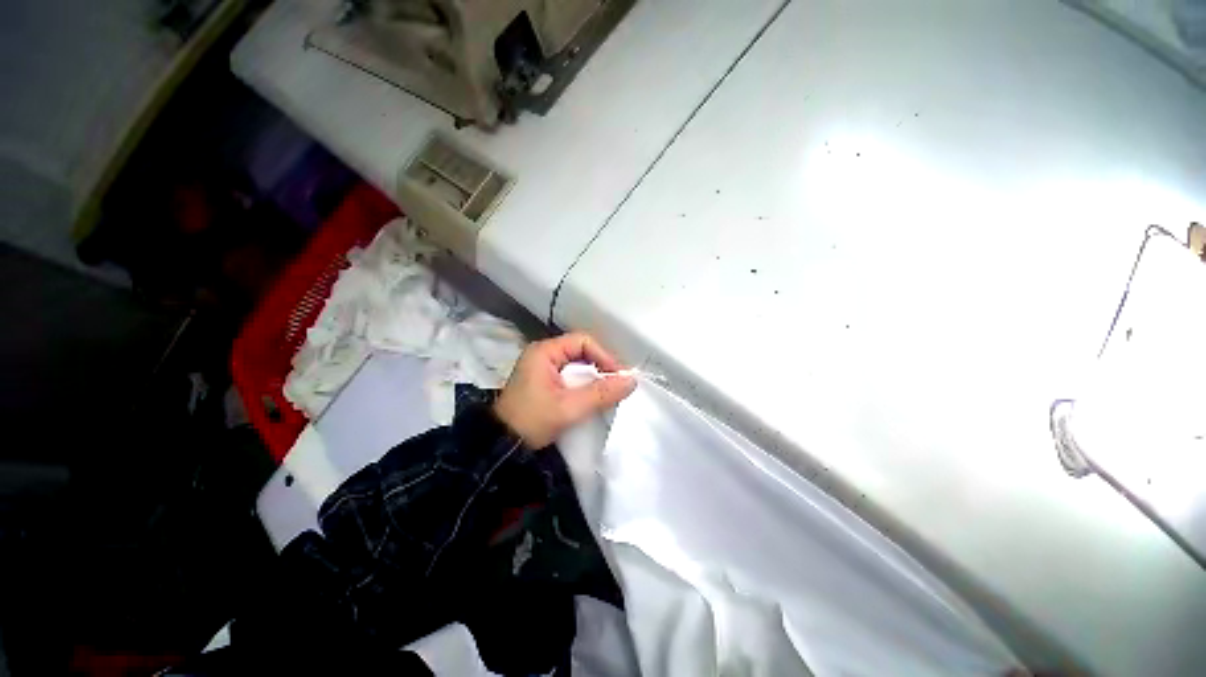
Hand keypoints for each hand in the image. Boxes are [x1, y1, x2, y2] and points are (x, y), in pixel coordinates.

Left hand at [493, 332, 636, 448]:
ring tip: (609, 391)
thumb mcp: (569, 407)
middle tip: (617, 383)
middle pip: (580, 351)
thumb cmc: (532, 421)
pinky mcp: (544, 382)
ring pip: (576, 364)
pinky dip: (584, 384)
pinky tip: (593, 396)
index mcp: (544, 352)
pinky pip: (570, 376)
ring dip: (593, 376)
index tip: (618, 375)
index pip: (582, 342)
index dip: (604, 355)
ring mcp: (542, 368)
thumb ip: (601, 393)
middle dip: (600, 366)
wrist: (502, 446)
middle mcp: (543, 354)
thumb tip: (632, 381)